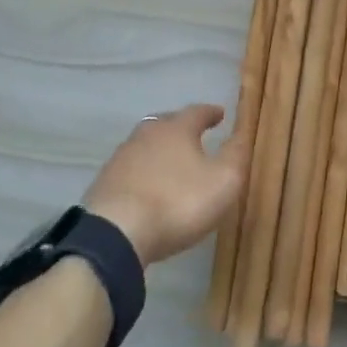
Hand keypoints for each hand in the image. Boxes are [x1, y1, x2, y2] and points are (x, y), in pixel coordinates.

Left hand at [84, 105, 250, 267]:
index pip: (197, 112)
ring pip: (145, 145)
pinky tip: (147, 187)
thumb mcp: (223, 181)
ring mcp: (121, 158)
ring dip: (159, 150)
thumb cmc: (177, 202)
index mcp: (176, 129)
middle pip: (166, 123)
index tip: (220, 114)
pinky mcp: (104, 183)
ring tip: (171, 163)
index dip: (210, 113)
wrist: (115, 234)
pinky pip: (130, 169)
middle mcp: (146, 135)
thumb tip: (242, 134)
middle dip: (181, 127)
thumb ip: (236, 155)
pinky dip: (142, 173)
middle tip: (194, 135)